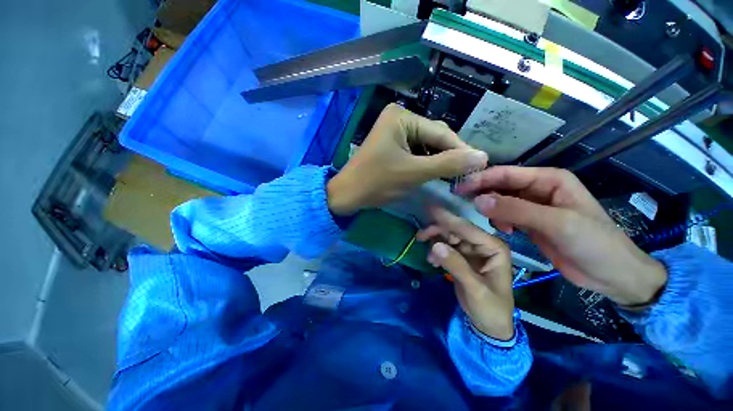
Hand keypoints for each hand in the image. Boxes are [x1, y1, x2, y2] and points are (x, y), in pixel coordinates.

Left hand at [327, 104, 487, 215]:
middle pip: (433, 137)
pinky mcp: (391, 145)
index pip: (440, 132)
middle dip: (448, 156)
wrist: (347, 194)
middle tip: (465, 175)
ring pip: (425, 146)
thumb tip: (482, 156)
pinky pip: (415, 152)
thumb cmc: (377, 182)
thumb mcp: (414, 173)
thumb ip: (447, 164)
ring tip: (451, 177)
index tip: (480, 166)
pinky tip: (433, 174)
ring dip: (438, 161)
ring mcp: (394, 132)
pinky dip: (425, 163)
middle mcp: (399, 118)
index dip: (461, 150)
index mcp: (402, 117)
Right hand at [417, 207, 514, 340]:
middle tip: (420, 236)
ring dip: (435, 241)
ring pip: (448, 236)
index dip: (448, 219)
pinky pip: (445, 246)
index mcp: (494, 248)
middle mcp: (482, 244)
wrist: (489, 325)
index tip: (429, 210)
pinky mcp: (461, 256)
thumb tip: (435, 245)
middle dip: (438, 231)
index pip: (467, 229)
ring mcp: (471, 249)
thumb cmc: (490, 308)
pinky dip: (436, 251)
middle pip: (456, 230)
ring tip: (427, 255)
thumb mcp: (475, 289)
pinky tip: (432, 261)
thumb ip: (456, 266)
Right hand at [456, 166, 666, 306]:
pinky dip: (499, 220)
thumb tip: (478, 200)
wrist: (613, 275)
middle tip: (460, 201)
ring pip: (502, 201)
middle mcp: (539, 189)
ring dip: (490, 208)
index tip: (458, 188)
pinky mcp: (531, 222)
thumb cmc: (594, 244)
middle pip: (502, 186)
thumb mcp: (556, 224)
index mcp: (549, 179)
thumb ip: (516, 210)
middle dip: (482, 192)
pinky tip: (503, 229)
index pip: (507, 174)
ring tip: (485, 219)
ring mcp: (534, 206)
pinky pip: (507, 215)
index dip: (481, 179)